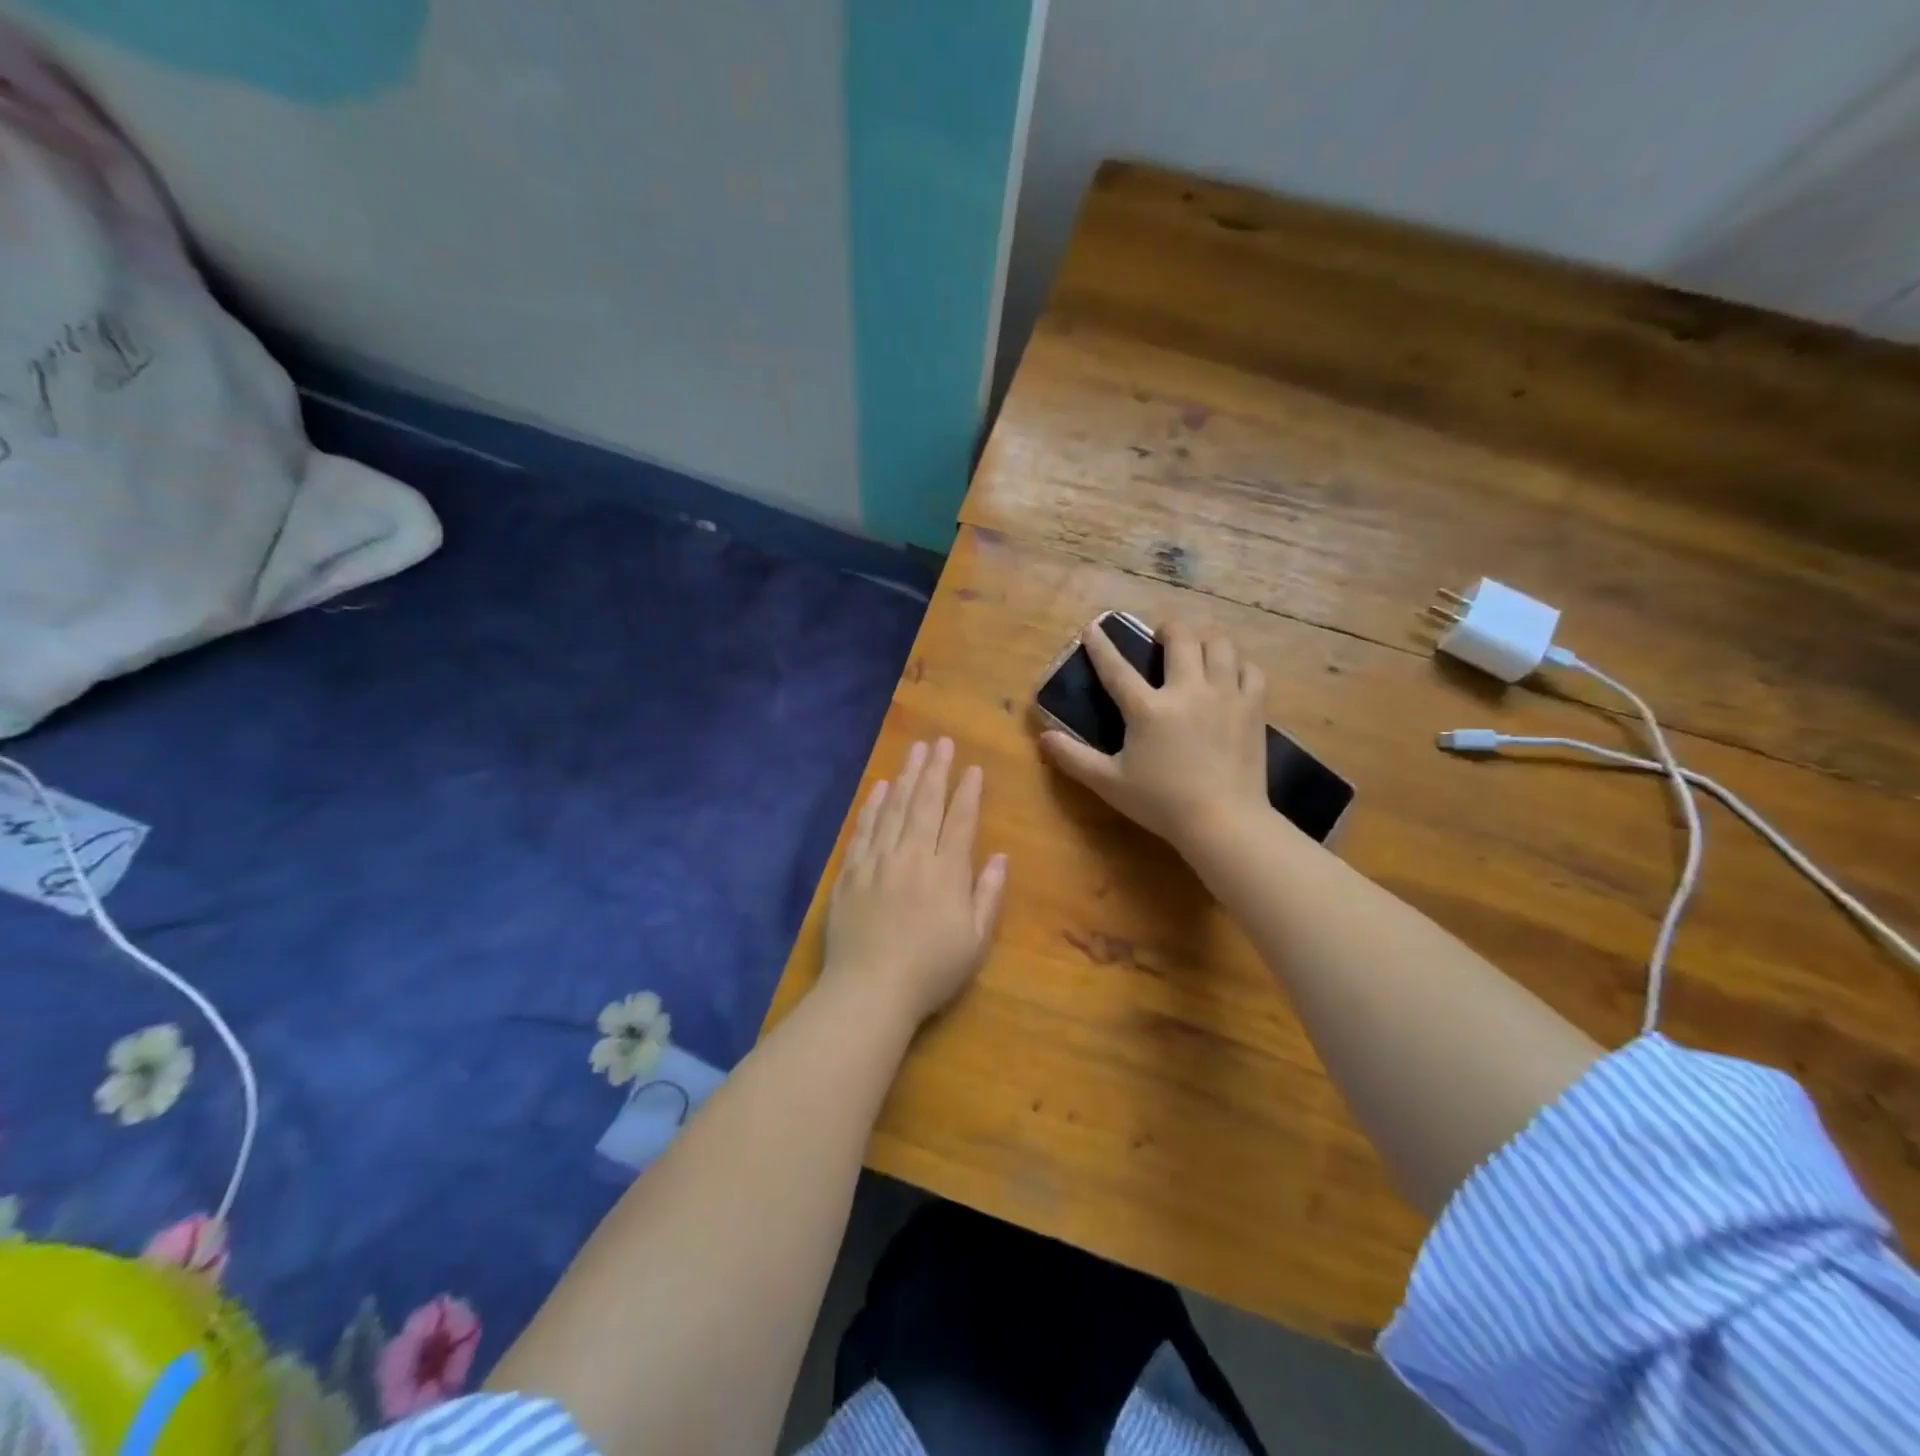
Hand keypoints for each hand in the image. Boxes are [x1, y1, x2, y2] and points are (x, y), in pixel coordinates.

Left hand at [823, 738, 1007, 1027]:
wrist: (869, 991)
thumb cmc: (930, 971)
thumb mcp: (974, 941)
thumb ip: (988, 895)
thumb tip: (1001, 856)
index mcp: (946, 872)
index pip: (959, 820)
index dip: (968, 792)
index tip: (973, 767)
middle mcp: (912, 856)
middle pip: (925, 804)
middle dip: (936, 770)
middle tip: (941, 742)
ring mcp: (877, 861)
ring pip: (893, 809)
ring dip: (906, 777)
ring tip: (915, 751)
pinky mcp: (850, 873)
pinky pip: (863, 830)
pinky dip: (872, 806)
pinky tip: (880, 788)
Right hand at [1041, 618, 1269, 855]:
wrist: (1224, 820)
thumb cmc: (1161, 803)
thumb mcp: (1109, 783)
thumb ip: (1074, 758)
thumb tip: (1043, 738)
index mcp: (1147, 709)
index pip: (1117, 668)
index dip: (1101, 646)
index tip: (1093, 627)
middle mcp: (1187, 690)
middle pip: (1181, 638)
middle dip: (1169, 629)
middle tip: (1162, 637)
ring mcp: (1224, 695)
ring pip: (1220, 645)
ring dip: (1206, 640)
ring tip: (1198, 650)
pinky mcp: (1253, 708)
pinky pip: (1251, 670)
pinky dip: (1239, 666)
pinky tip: (1232, 676)